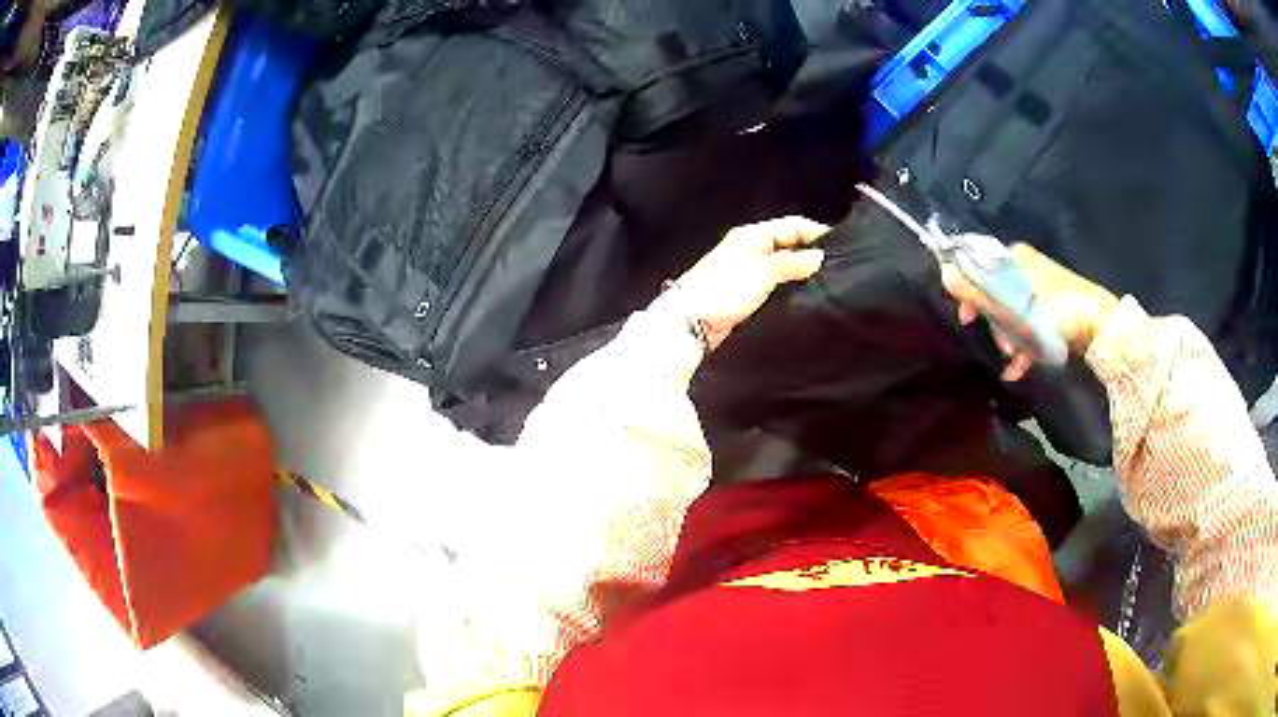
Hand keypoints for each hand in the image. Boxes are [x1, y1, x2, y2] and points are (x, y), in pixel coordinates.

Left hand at [659, 217, 828, 349]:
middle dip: (811, 254)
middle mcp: (750, 249)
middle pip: (788, 245)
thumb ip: (792, 263)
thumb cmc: (722, 290)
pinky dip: (789, 288)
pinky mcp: (746, 294)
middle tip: (837, 268)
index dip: (815, 233)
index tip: (841, 247)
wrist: (689, 323)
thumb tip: (820, 257)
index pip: (791, 225)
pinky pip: (775, 285)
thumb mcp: (762, 272)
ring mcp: (747, 272)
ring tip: (826, 284)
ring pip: (783, 266)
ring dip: (801, 273)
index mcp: (751, 235)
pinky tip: (804, 298)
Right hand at [943, 243, 1119, 381]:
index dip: (968, 291)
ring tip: (1014, 357)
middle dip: (994, 322)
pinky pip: (1030, 324)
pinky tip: (1019, 368)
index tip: (967, 318)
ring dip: (1009, 337)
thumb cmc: (1053, 312)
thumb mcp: (1011, 304)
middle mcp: (1025, 267)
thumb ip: (976, 291)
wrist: (1099, 327)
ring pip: (1012, 312)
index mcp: (1013, 257)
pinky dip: (1024, 344)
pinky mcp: (1053, 308)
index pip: (977, 266)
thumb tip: (944, 273)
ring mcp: (1040, 289)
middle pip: (995, 293)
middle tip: (1000, 343)